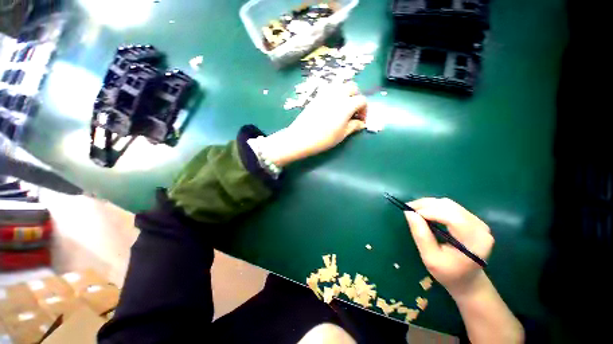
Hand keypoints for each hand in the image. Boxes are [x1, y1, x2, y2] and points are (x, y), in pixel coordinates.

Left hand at [258, 82, 366, 166]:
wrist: (301, 137)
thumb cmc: (324, 138)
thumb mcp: (342, 134)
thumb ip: (353, 126)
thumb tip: (361, 123)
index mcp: (347, 104)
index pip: (362, 100)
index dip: (365, 110)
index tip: (361, 121)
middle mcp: (337, 94)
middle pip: (352, 87)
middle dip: (356, 98)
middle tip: (353, 112)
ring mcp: (325, 93)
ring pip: (340, 85)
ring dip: (345, 94)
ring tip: (343, 108)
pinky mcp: (316, 96)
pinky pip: (329, 89)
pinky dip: (335, 94)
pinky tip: (331, 107)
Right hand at [404, 198, 493, 296]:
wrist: (468, 281)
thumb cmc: (448, 273)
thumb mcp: (430, 258)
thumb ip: (421, 235)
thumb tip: (409, 213)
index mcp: (474, 241)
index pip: (452, 217)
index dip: (429, 211)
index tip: (410, 212)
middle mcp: (480, 228)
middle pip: (450, 207)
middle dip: (426, 205)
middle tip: (409, 208)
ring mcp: (479, 223)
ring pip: (450, 204)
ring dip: (430, 204)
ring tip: (415, 209)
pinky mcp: (474, 220)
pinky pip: (452, 207)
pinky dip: (436, 206)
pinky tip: (426, 211)